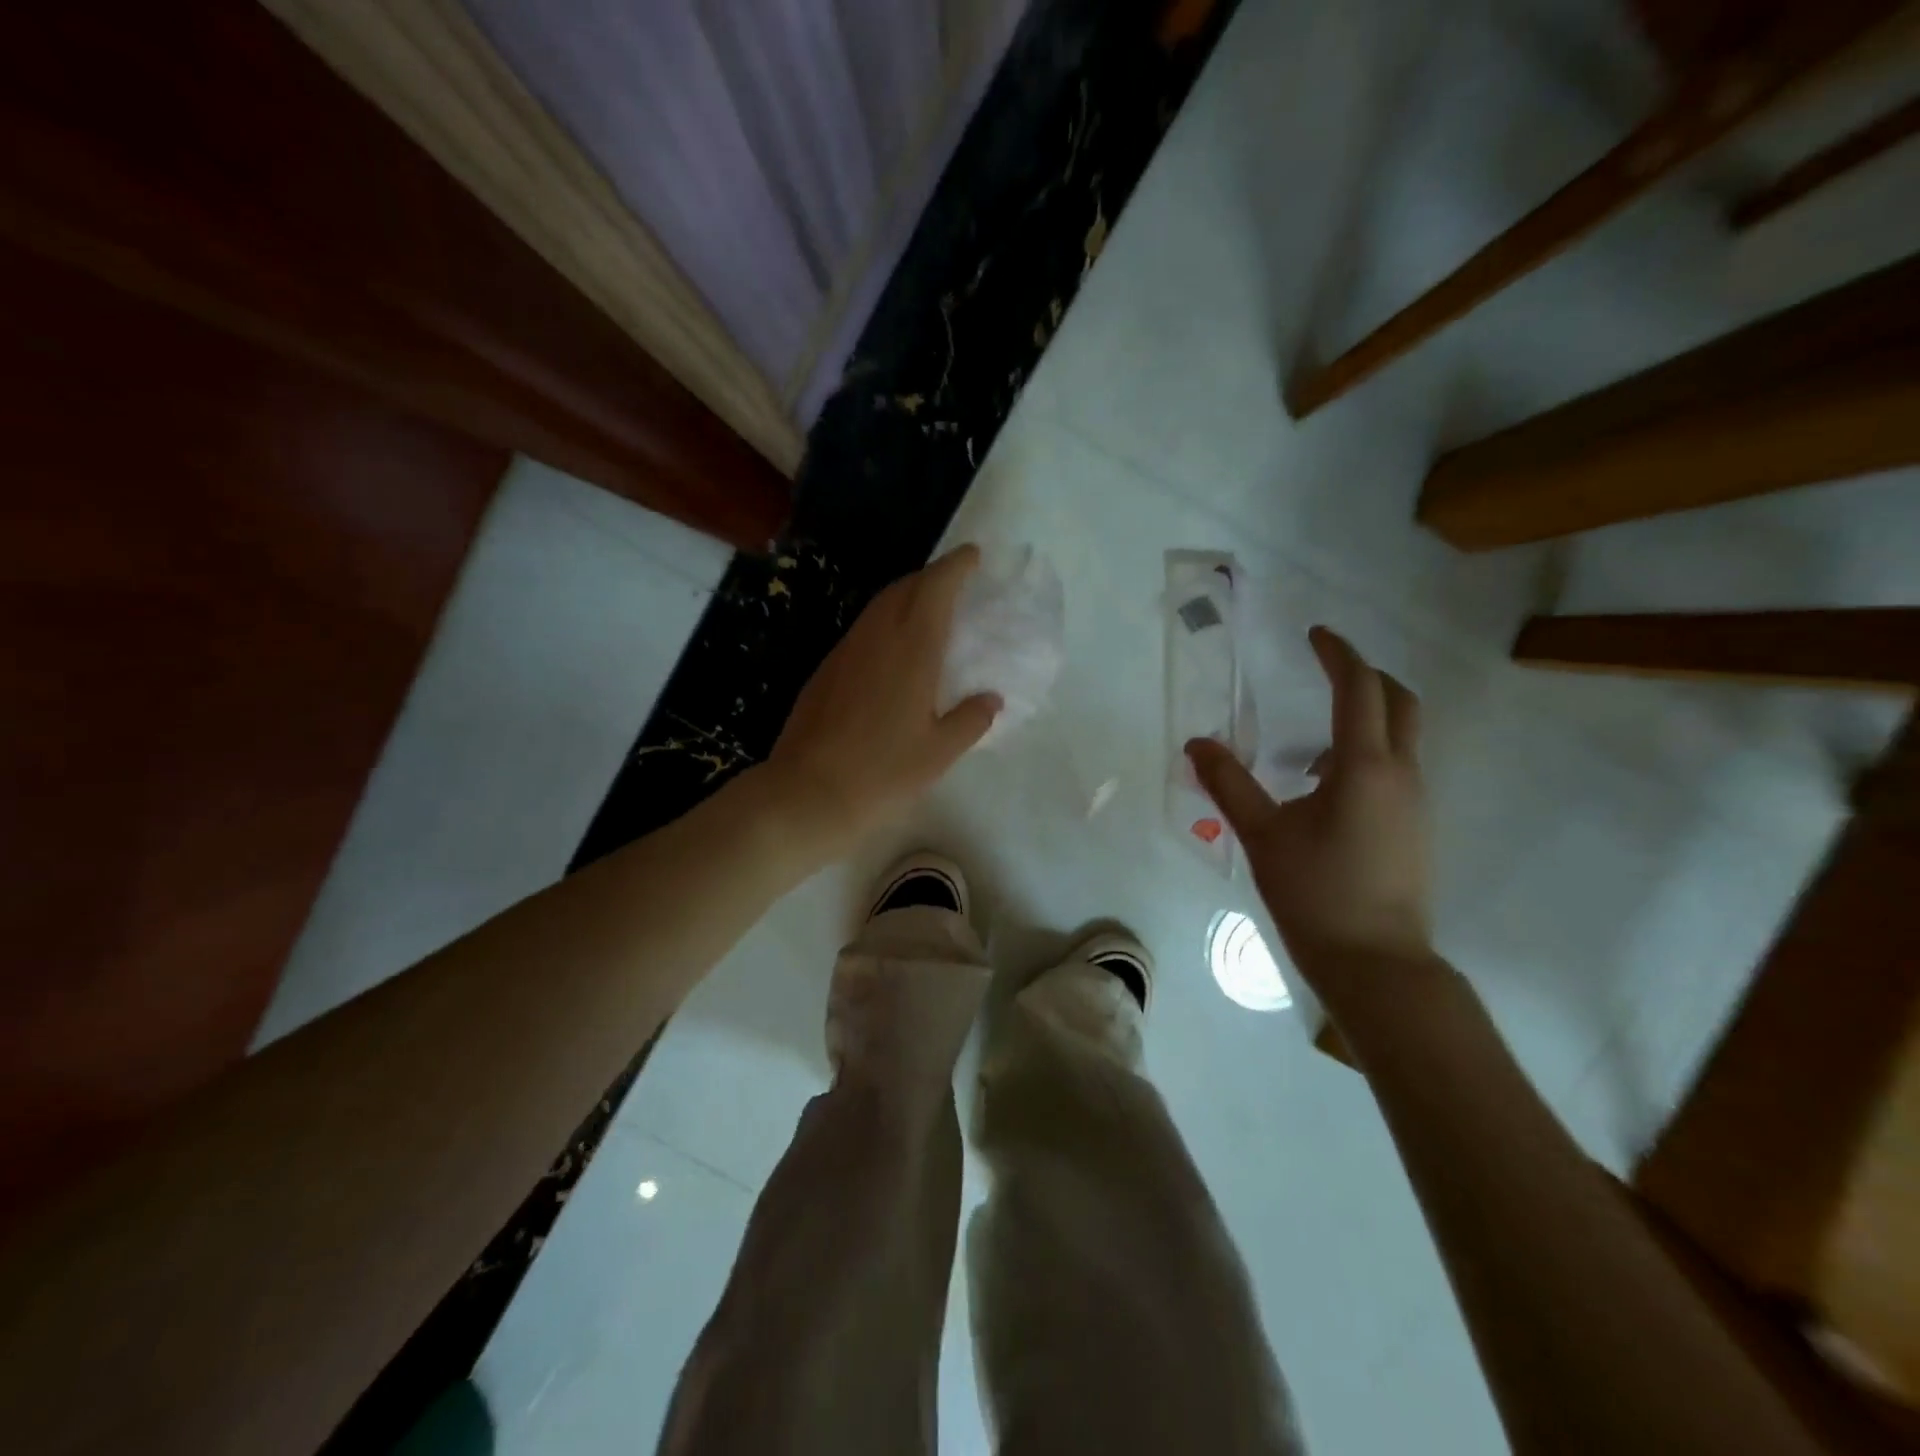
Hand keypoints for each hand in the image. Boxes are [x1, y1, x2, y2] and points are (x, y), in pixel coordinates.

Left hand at [766, 545, 1000, 852]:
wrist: (808, 791)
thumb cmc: (883, 772)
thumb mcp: (940, 752)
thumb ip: (971, 720)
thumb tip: (990, 699)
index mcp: (912, 649)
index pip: (935, 588)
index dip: (955, 566)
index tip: (973, 556)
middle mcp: (877, 638)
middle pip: (904, 588)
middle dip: (931, 577)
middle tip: (953, 583)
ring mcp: (845, 652)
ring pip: (878, 607)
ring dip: (905, 597)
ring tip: (926, 610)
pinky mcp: (825, 670)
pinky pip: (862, 630)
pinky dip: (884, 623)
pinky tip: (890, 650)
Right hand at [1187, 627, 1431, 992]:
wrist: (1376, 964)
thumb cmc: (1316, 894)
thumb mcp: (1262, 835)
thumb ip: (1229, 784)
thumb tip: (1196, 743)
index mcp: (1365, 767)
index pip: (1360, 688)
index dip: (1338, 654)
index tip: (1314, 634)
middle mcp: (1402, 774)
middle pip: (1399, 701)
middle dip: (1366, 676)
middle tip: (1325, 669)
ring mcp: (1416, 802)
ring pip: (1402, 737)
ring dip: (1366, 718)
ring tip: (1309, 744)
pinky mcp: (1416, 827)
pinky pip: (1398, 768)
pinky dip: (1367, 753)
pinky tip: (1324, 788)